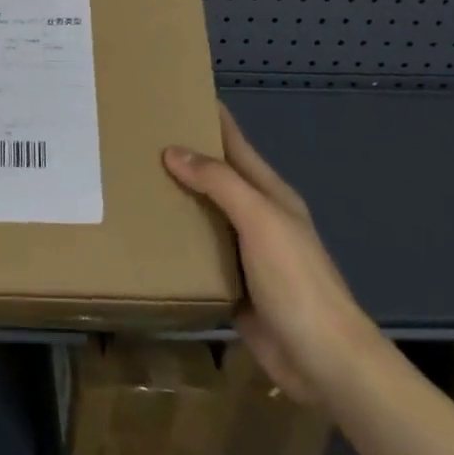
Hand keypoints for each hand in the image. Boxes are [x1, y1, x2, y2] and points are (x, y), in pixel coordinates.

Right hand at [164, 102, 380, 404]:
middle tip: (135, 138)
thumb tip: (172, 150)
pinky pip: (196, 254)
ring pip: (201, 214)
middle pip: (214, 177)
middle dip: (180, 156)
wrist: (323, 360)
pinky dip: (173, 241)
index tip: (174, 94)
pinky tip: (144, 234)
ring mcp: (244, 252)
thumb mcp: (260, 220)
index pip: (235, 143)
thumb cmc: (296, 280)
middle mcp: (256, 217)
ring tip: (130, 180)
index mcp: (269, 194)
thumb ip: (219, 183)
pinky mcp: (231, 285)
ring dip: (173, 199)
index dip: (210, 117)